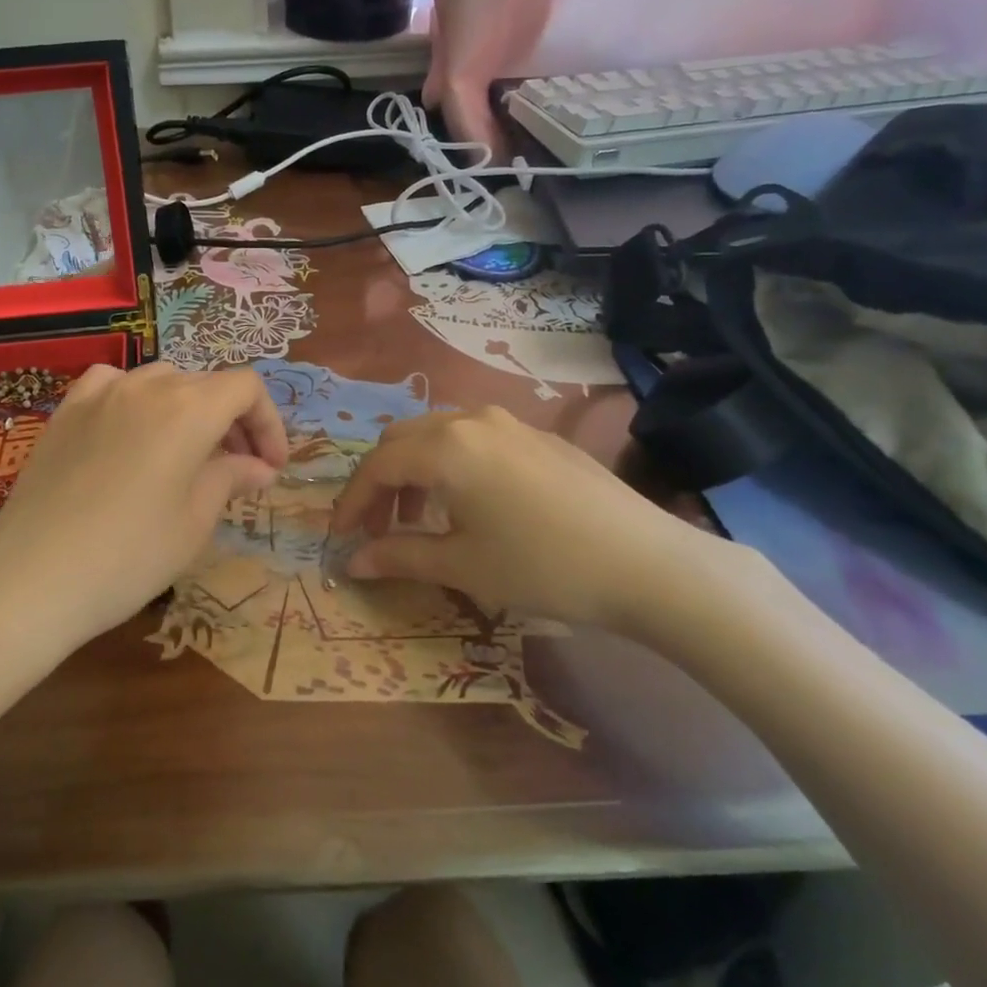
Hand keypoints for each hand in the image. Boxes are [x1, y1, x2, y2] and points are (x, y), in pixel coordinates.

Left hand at [0, 362, 288, 650]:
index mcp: (189, 409)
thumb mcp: (194, 522)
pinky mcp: (65, 411)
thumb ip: (231, 478)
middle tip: (239, 469)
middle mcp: (147, 386)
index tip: (271, 467)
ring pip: (161, 381)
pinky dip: (135, 399)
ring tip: (188, 454)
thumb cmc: (129, 556)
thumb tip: (259, 467)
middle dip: (233, 421)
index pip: (246, 388)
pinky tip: (131, 430)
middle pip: (206, 384)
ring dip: (188, 409)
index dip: (268, 423)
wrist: (32, 579)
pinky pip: (111, 384)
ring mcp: (100, 394)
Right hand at [330, 406, 746, 637]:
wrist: (648, 564)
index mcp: (445, 447)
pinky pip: (473, 439)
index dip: (351, 502)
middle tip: (378, 530)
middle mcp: (471, 420)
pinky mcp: (539, 436)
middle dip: (380, 483)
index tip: (339, 538)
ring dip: (414, 472)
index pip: (377, 466)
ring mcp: (509, 423)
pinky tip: (469, 505)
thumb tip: (352, 562)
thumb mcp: (462, 566)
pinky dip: (449, 465)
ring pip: (437, 434)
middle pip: (401, 440)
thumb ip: (398, 556)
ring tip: (421, 520)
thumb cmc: (542, 566)